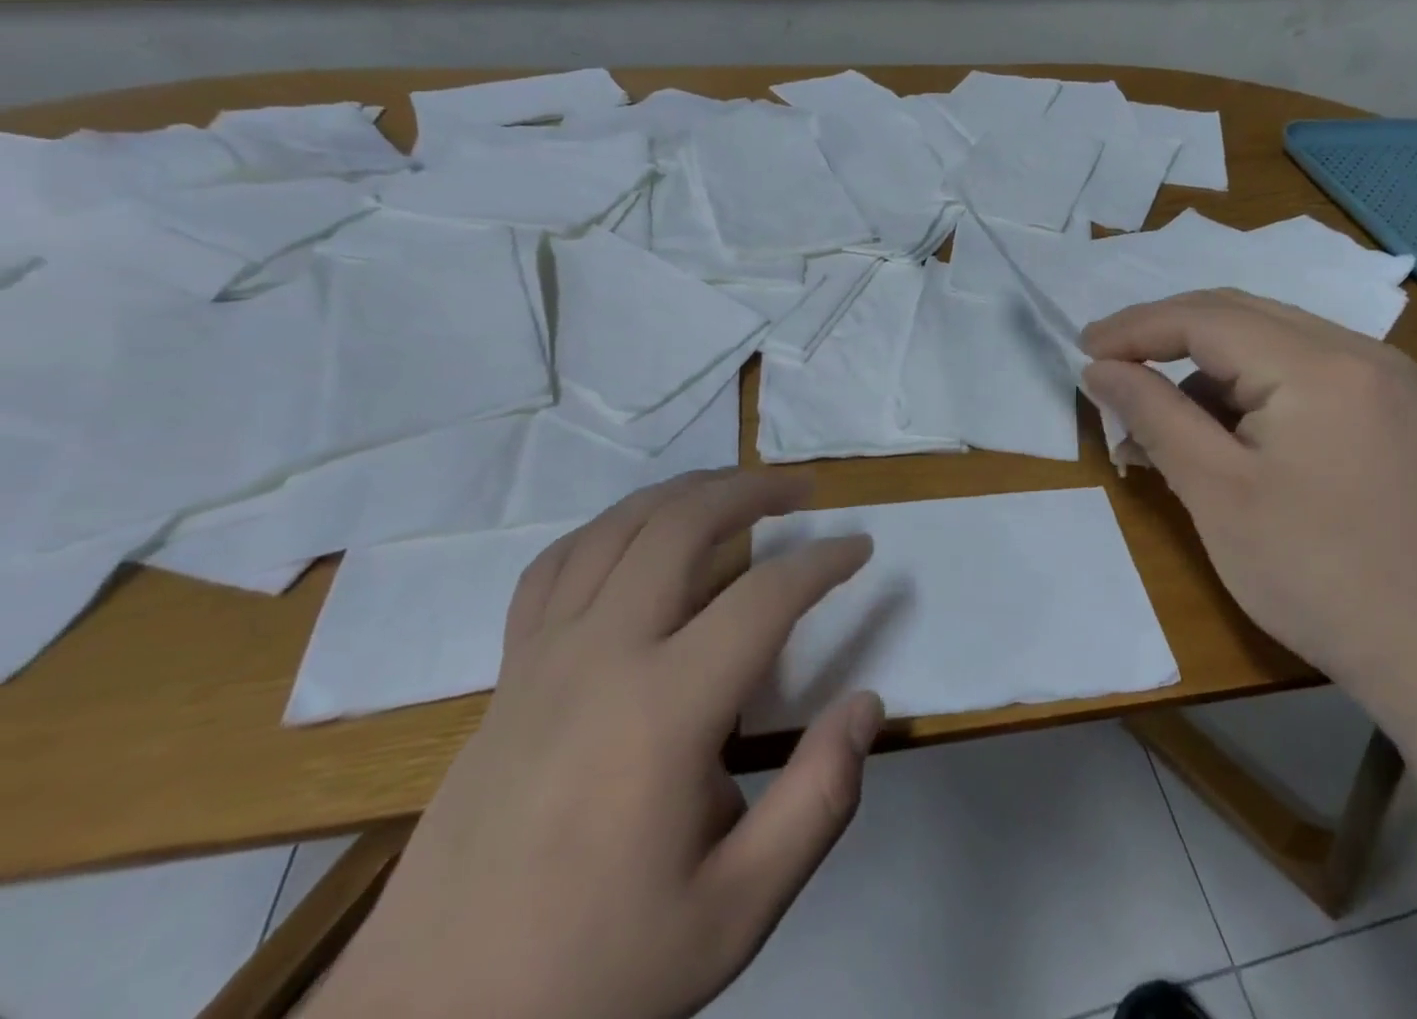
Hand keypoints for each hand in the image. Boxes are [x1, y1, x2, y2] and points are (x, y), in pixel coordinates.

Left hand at [310, 470, 880, 1018]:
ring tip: (733, 487)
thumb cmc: (598, 969)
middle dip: (752, 489)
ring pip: (619, 527)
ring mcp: (545, 655)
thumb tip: (867, 704)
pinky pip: (557, 565)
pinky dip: (611, 527)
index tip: (860, 548)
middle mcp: (603, 655)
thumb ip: (818, 802)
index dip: (823, 562)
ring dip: (685, 491)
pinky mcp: (509, 671)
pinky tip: (637, 533)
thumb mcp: (736, 912)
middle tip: (802, 489)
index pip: (765, 598)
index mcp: (664, 711)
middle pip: (683, 525)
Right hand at [1081, 290, 1416, 706]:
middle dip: (1166, 335)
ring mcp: (1389, 382)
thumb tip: (1100, 369)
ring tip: (1164, 417)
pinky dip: (1252, 390)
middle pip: (1240, 316)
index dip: (1135, 328)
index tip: (1082, 351)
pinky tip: (1229, 434)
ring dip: (1209, 367)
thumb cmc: (1324, 577)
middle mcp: (1360, 353)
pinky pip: (1307, 374)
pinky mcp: (1399, 414)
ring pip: (1273, 344)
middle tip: (1110, 364)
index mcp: (1319, 364)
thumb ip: (1154, 416)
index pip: (1205, 318)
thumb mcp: (1218, 494)